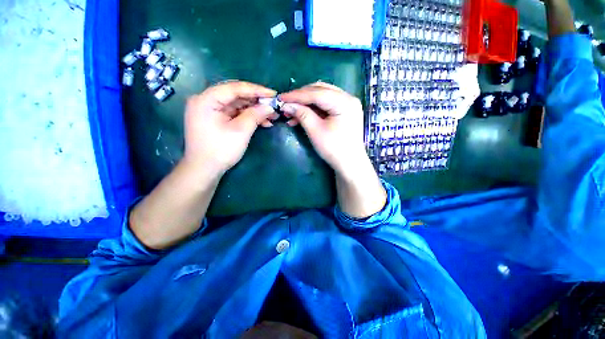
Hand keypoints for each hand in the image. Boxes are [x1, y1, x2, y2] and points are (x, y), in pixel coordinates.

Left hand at [183, 81, 277, 175]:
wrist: (204, 170)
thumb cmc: (220, 150)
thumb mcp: (240, 131)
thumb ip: (255, 115)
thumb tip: (270, 106)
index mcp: (206, 99)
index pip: (235, 88)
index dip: (256, 90)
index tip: (273, 94)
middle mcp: (206, 101)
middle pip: (236, 95)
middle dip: (256, 101)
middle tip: (273, 106)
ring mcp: (210, 110)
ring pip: (237, 105)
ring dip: (254, 110)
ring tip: (271, 116)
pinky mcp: (215, 119)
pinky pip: (234, 113)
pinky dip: (248, 117)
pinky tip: (262, 122)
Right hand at [280, 82, 367, 174]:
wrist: (350, 164)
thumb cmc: (334, 149)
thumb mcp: (316, 131)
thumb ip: (302, 114)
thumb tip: (287, 104)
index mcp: (344, 102)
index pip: (317, 93)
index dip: (297, 95)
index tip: (281, 98)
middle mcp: (348, 98)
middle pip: (320, 91)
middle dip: (301, 97)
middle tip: (286, 104)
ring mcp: (348, 105)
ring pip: (322, 97)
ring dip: (306, 103)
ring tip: (291, 112)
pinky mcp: (344, 112)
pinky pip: (326, 105)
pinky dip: (313, 109)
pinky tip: (302, 116)